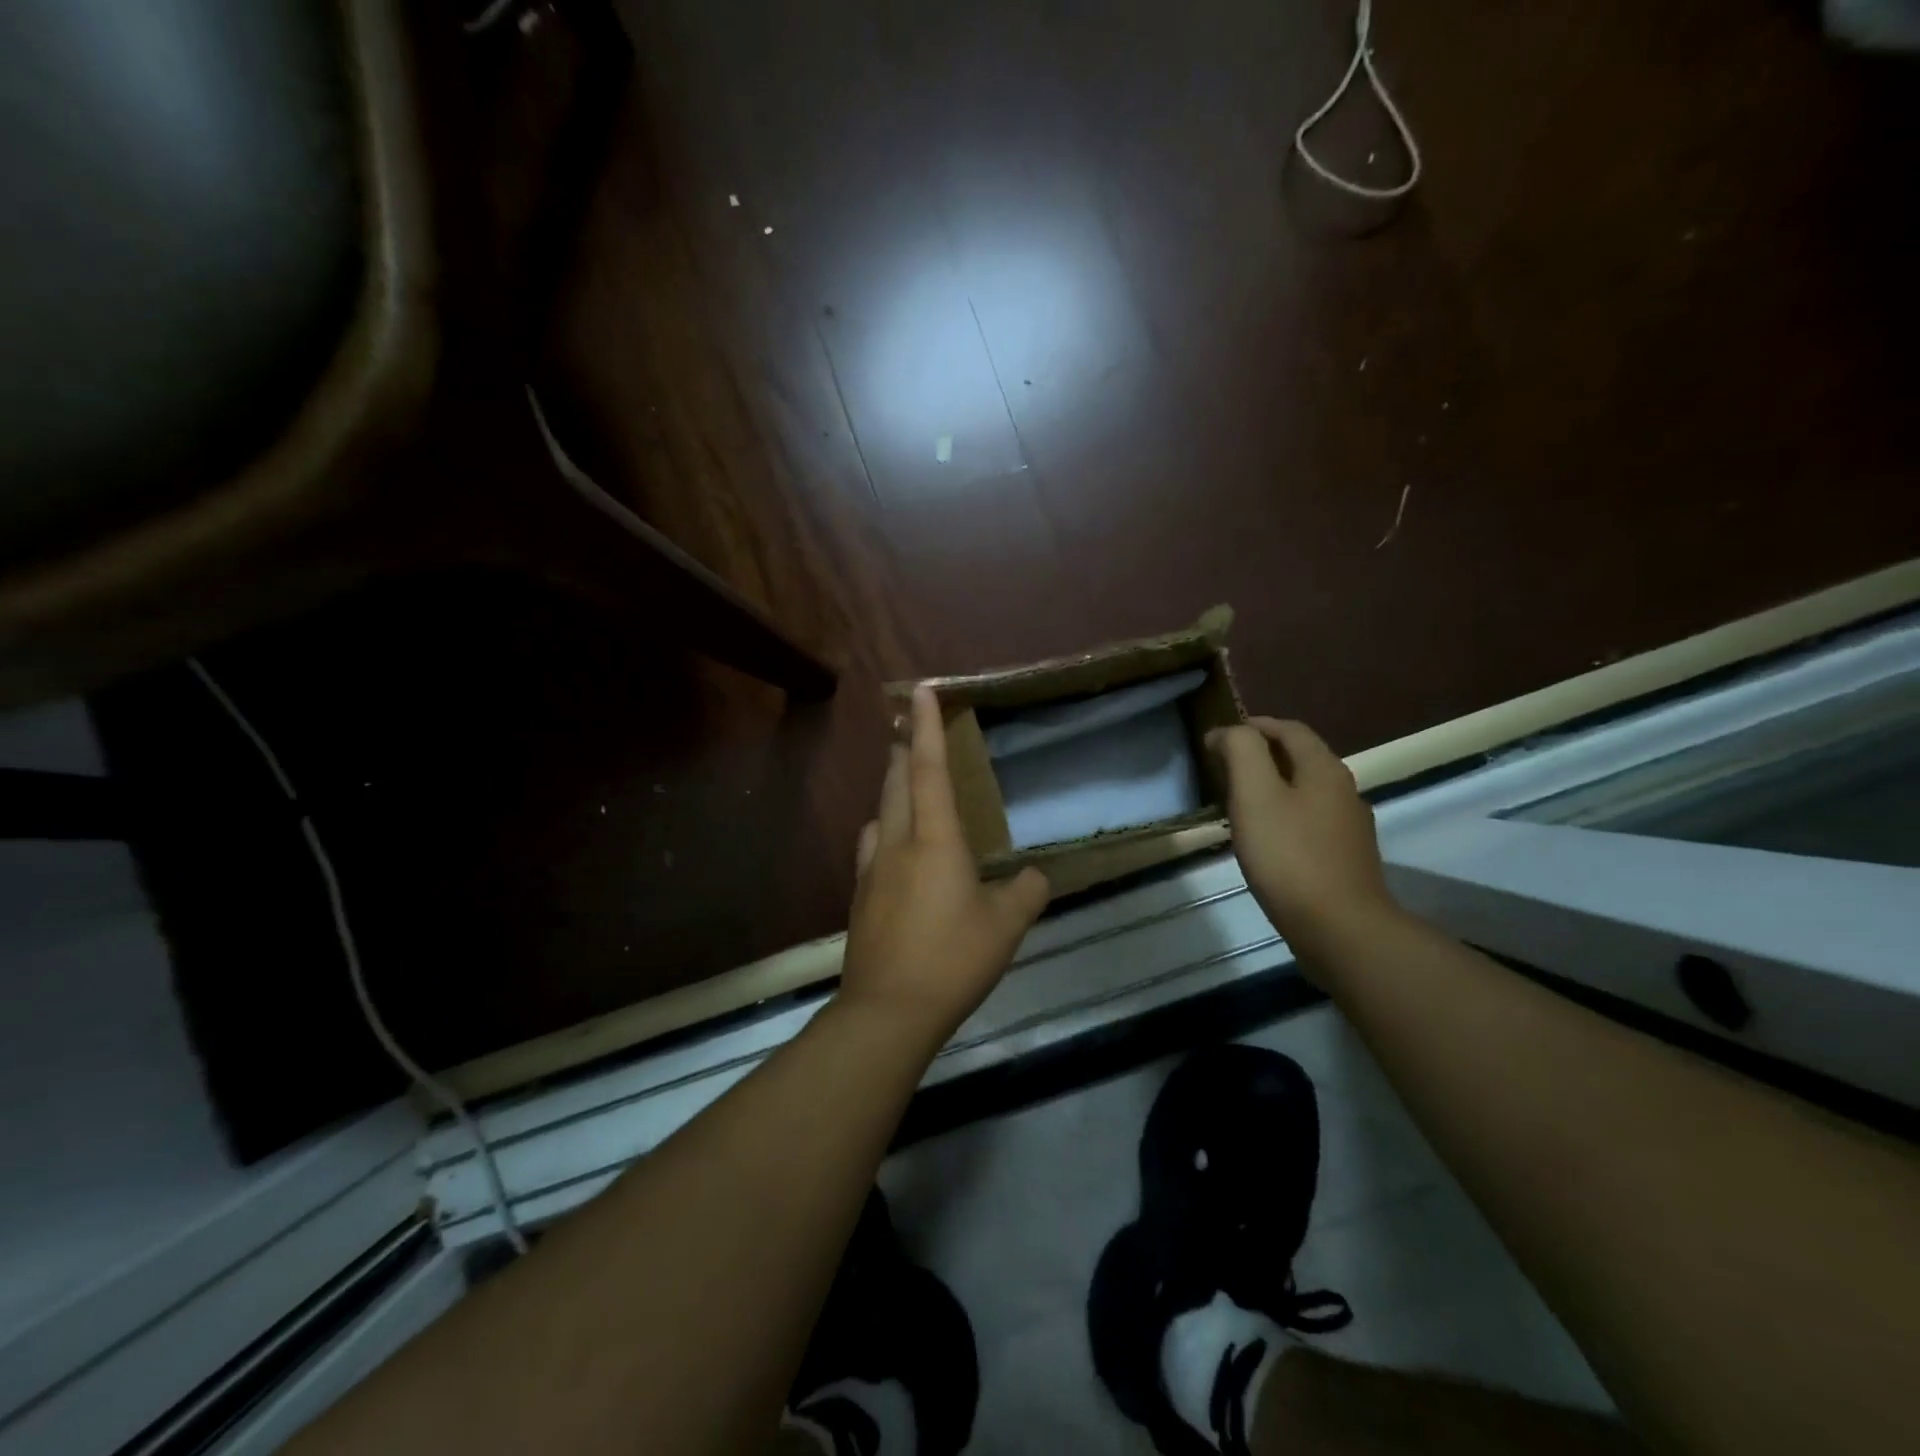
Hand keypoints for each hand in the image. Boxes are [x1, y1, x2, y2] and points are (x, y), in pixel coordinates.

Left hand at [839, 685, 1050, 1042]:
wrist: (888, 1010)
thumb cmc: (952, 959)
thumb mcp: (1005, 927)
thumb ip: (1025, 893)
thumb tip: (1035, 877)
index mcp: (935, 840)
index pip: (932, 770)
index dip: (930, 727)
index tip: (921, 690)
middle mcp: (897, 843)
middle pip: (897, 782)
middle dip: (905, 750)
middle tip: (909, 729)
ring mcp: (872, 870)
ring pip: (880, 812)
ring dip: (891, 787)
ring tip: (903, 780)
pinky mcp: (860, 896)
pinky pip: (871, 846)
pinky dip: (883, 829)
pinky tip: (890, 844)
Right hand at [1207, 717, 1396, 962]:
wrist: (1340, 929)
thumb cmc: (1289, 856)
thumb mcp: (1255, 794)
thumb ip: (1241, 751)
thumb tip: (1227, 731)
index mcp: (1324, 769)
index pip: (1289, 729)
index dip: (1253, 726)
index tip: (1218, 738)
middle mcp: (1343, 790)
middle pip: (1300, 758)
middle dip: (1262, 755)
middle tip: (1223, 768)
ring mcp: (1349, 827)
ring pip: (1305, 792)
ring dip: (1272, 787)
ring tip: (1238, 803)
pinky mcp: (1345, 859)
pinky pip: (1310, 822)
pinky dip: (1283, 817)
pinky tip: (1265, 840)